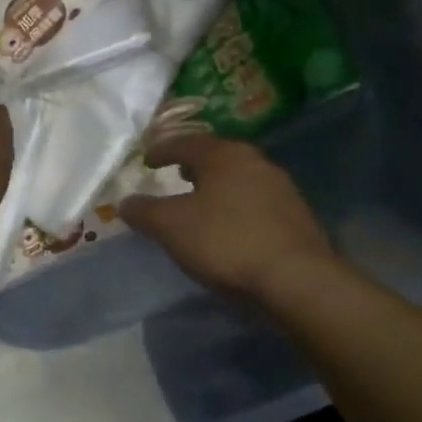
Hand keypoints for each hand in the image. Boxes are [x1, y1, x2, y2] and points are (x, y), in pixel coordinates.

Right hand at [120, 134, 333, 301]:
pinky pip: (256, 202)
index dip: (163, 150)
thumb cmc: (225, 241)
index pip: (186, 143)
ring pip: (239, 179)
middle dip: (193, 165)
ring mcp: (281, 188)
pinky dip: (236, 207)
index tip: (147, 159)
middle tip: (176, 175)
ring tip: (200, 203)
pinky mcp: (296, 216)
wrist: (295, 279)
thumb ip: (144, 211)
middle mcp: (256, 162)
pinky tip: (229, 227)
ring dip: (217, 186)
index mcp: (224, 155)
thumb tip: (125, 203)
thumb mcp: (171, 227)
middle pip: (217, 156)